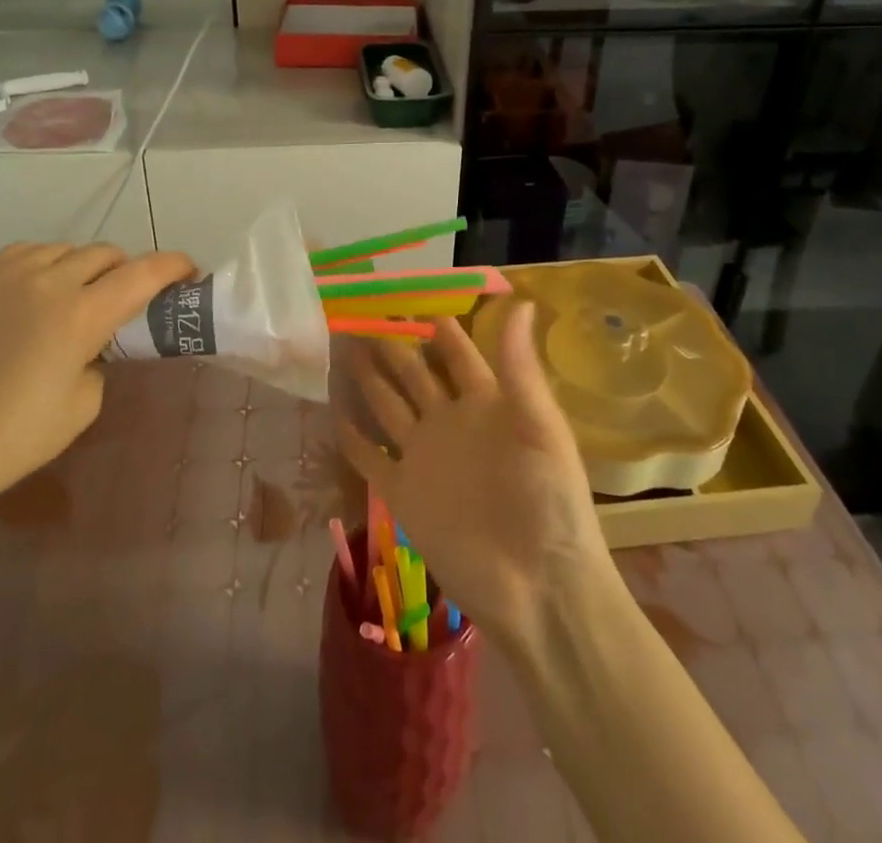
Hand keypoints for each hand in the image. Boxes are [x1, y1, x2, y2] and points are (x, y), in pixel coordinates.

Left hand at [0, 241, 195, 512]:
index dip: (173, 267)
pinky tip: (42, 290)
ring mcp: (9, 275)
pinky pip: (30, 252)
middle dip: (128, 270)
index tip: (190, 271)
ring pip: (68, 249)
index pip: (142, 274)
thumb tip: (95, 341)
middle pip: (107, 255)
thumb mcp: (84, 403)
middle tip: (130, 298)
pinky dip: (48, 263)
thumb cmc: (17, 436)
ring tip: (82, 294)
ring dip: (87, 267)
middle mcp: (49, 282)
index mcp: (80, 315)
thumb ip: (102, 357)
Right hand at [338, 304, 610, 651]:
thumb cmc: (549, 502)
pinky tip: (332, 413)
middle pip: (412, 372)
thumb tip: (522, 302)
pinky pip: (370, 458)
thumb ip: (521, 368)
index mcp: (486, 402)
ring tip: (340, 346)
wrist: (538, 589)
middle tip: (356, 311)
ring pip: (387, 406)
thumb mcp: (541, 429)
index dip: (433, 322)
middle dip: (388, 342)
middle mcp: (449, 421)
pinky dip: (352, 437)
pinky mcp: (402, 492)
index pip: (454, 351)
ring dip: (367, 379)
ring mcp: (423, 456)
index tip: (403, 292)